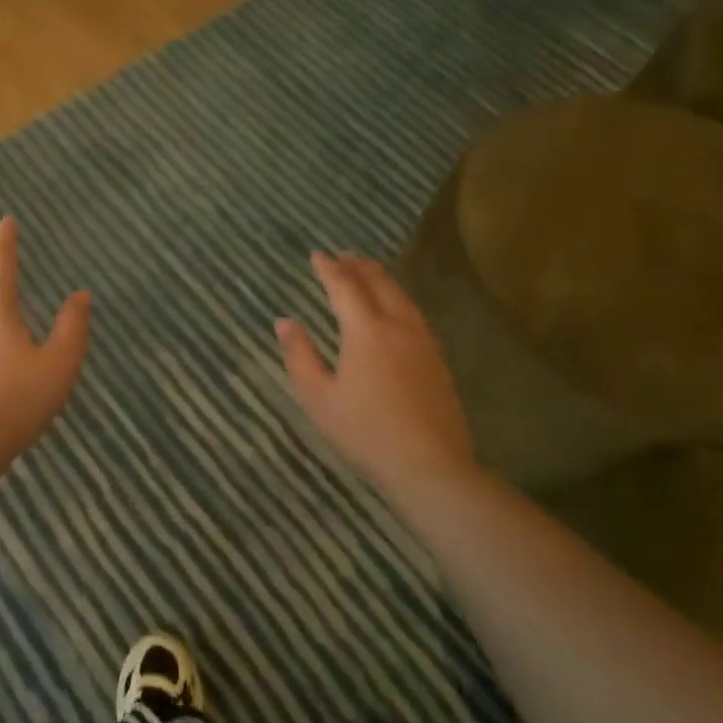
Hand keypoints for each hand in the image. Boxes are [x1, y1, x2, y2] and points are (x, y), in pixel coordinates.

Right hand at [276, 253, 477, 497]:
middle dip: (360, 267)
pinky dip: (398, 300)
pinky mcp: (438, 362)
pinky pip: (414, 315)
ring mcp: (424, 344)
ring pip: (402, 298)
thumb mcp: (318, 397)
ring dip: (382, 281)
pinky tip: (395, 312)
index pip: (345, 288)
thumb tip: (284, 322)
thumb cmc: (365, 432)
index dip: (329, 270)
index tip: (317, 255)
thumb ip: (299, 356)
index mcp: (367, 331)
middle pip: (380, 285)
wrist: (430, 466)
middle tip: (344, 256)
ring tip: (368, 274)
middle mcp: (399, 327)